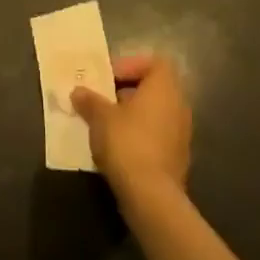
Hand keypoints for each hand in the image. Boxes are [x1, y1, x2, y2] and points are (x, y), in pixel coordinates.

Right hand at [71, 54, 190, 197]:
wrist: (151, 196)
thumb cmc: (127, 142)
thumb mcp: (100, 117)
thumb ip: (89, 100)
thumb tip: (78, 92)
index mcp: (164, 88)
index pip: (154, 63)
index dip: (130, 65)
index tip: (109, 79)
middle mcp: (179, 106)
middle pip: (153, 88)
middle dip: (127, 92)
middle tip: (103, 100)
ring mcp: (181, 134)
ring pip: (154, 114)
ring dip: (132, 116)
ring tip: (106, 126)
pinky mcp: (177, 158)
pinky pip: (157, 136)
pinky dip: (139, 137)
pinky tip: (118, 149)